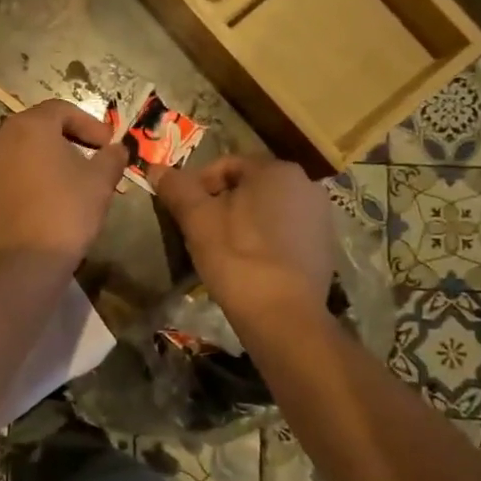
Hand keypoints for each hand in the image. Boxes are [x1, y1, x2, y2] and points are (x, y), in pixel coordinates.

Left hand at [0, 99, 127, 263]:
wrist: (21, 261)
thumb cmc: (65, 212)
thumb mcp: (100, 182)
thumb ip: (112, 158)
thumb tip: (116, 149)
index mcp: (29, 127)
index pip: (61, 110)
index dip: (89, 124)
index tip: (107, 144)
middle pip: (37, 129)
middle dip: (65, 140)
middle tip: (89, 159)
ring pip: (18, 154)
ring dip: (43, 161)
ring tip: (66, 183)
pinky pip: (5, 178)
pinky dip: (25, 182)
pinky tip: (41, 203)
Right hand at [150, 155, 336, 321]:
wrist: (283, 315)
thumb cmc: (236, 257)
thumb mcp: (197, 220)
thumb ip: (177, 189)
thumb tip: (156, 168)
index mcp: (276, 170)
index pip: (226, 165)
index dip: (197, 185)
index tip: (182, 210)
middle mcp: (306, 184)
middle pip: (249, 186)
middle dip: (221, 203)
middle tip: (197, 230)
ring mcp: (320, 216)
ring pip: (267, 210)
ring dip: (242, 222)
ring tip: (220, 249)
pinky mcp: (325, 247)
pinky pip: (285, 232)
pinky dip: (264, 240)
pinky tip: (248, 264)